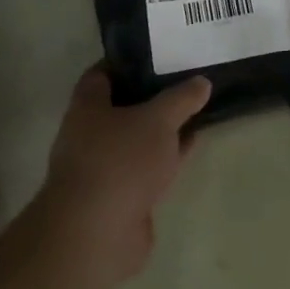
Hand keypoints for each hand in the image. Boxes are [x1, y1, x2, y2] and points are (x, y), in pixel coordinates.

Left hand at [34, 67, 209, 283]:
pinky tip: (190, 145)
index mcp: (87, 108)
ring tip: (195, 109)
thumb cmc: (120, 161)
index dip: (126, 62)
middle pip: (122, 107)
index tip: (156, 53)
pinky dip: (167, 156)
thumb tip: (202, 82)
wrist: (98, 234)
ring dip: (162, 129)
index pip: (101, 74)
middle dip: (151, 96)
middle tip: (184, 80)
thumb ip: (182, 98)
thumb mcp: (159, 119)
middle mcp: (89, 136)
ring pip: (138, 139)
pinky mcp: (120, 198)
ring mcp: (104, 169)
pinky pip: (147, 167)